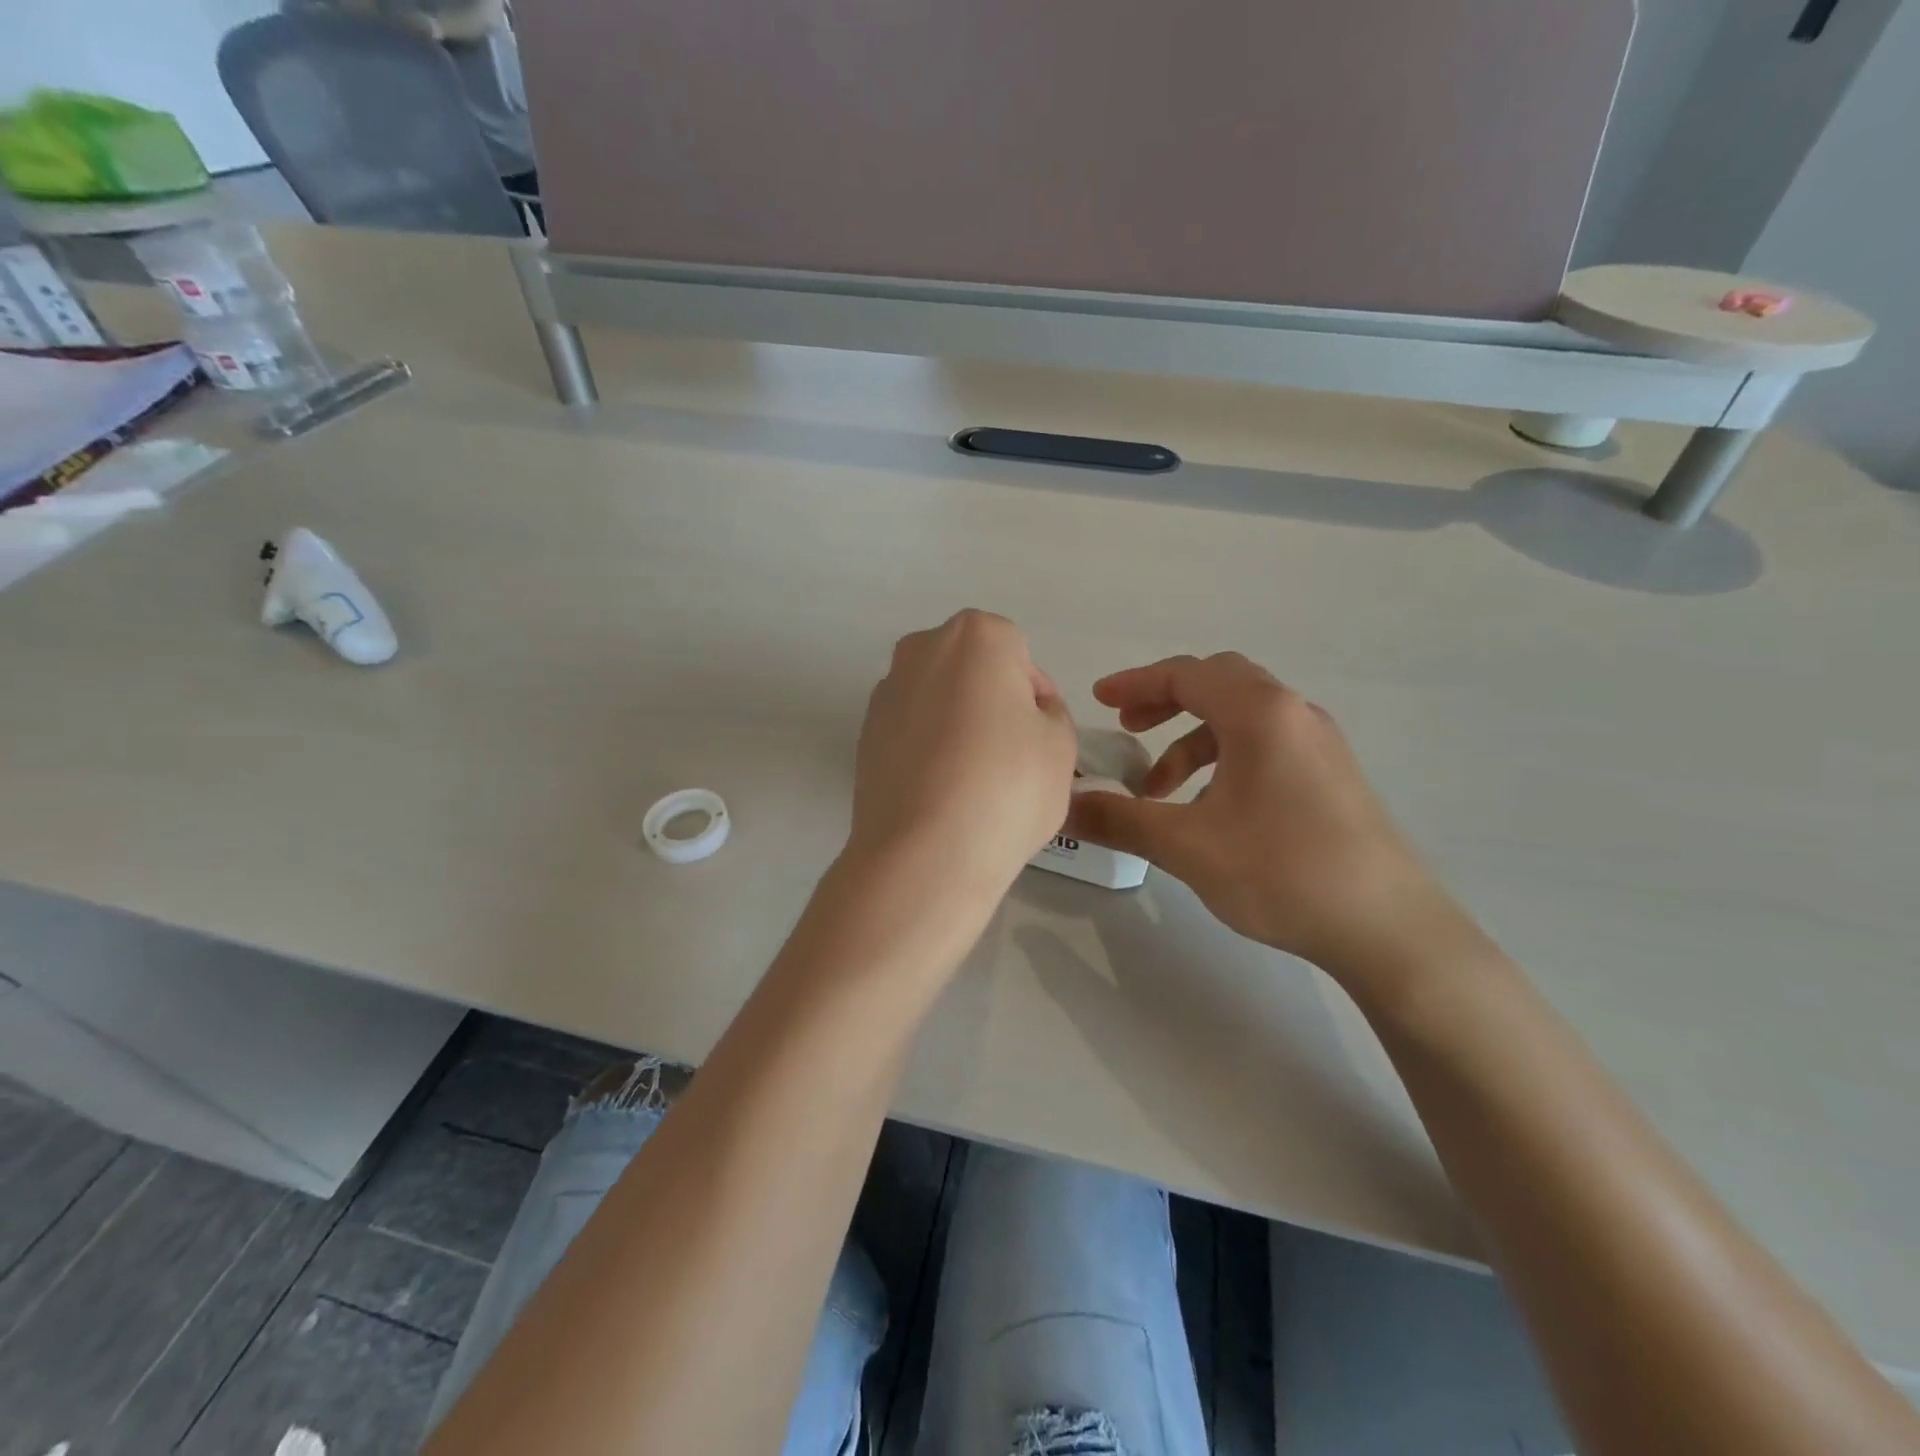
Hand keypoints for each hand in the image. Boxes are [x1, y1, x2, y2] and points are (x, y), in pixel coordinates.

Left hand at [849, 612, 1077, 896]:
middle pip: (972, 669)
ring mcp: (886, 691)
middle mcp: (921, 649)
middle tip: (1011, 755)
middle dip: (992, 701)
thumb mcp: (1061, 746)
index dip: (1035, 696)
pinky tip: (940, 791)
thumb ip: (1050, 713)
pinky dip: (928, 749)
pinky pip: (911, 730)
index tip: (1039, 737)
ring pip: (938, 699)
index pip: (1019, 654)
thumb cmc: (1007, 787)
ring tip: (973, 780)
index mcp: (976, 636)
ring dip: (957, 724)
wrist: (923, 853)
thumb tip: (1026, 713)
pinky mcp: (863, 734)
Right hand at [1065, 653, 1471, 978]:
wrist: (1388, 928)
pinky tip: (1210, 809)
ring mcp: (1319, 744)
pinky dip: (1224, 759)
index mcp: (1260, 714)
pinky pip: (1265, 745)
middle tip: (1128, 728)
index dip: (1135, 683)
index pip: (1186, 675)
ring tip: (1160, 788)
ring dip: (1192, 739)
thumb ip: (1120, 820)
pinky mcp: (1331, 775)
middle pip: (1218, 684)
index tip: (1098, 700)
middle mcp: (1294, 714)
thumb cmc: (1282, 871)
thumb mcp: (1187, 846)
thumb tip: (1065, 807)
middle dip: (1165, 702)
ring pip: (1242, 718)